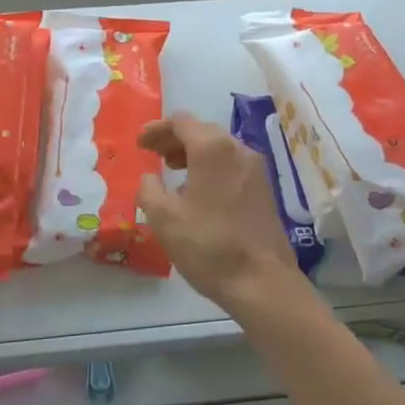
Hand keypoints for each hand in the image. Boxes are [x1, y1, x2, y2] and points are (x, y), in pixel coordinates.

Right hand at [137, 114, 303, 314]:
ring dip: (193, 153)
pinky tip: (198, 190)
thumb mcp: (164, 218)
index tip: (140, 143)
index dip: (157, 129)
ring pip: (219, 148)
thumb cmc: (208, 245)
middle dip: (174, 139)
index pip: (181, 122)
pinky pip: (232, 165)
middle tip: (153, 154)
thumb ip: (149, 190)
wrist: (262, 282)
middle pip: (202, 131)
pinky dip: (211, 167)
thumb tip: (149, 178)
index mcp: (212, 148)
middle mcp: (238, 149)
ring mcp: (256, 169)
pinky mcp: (264, 189)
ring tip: (173, 170)